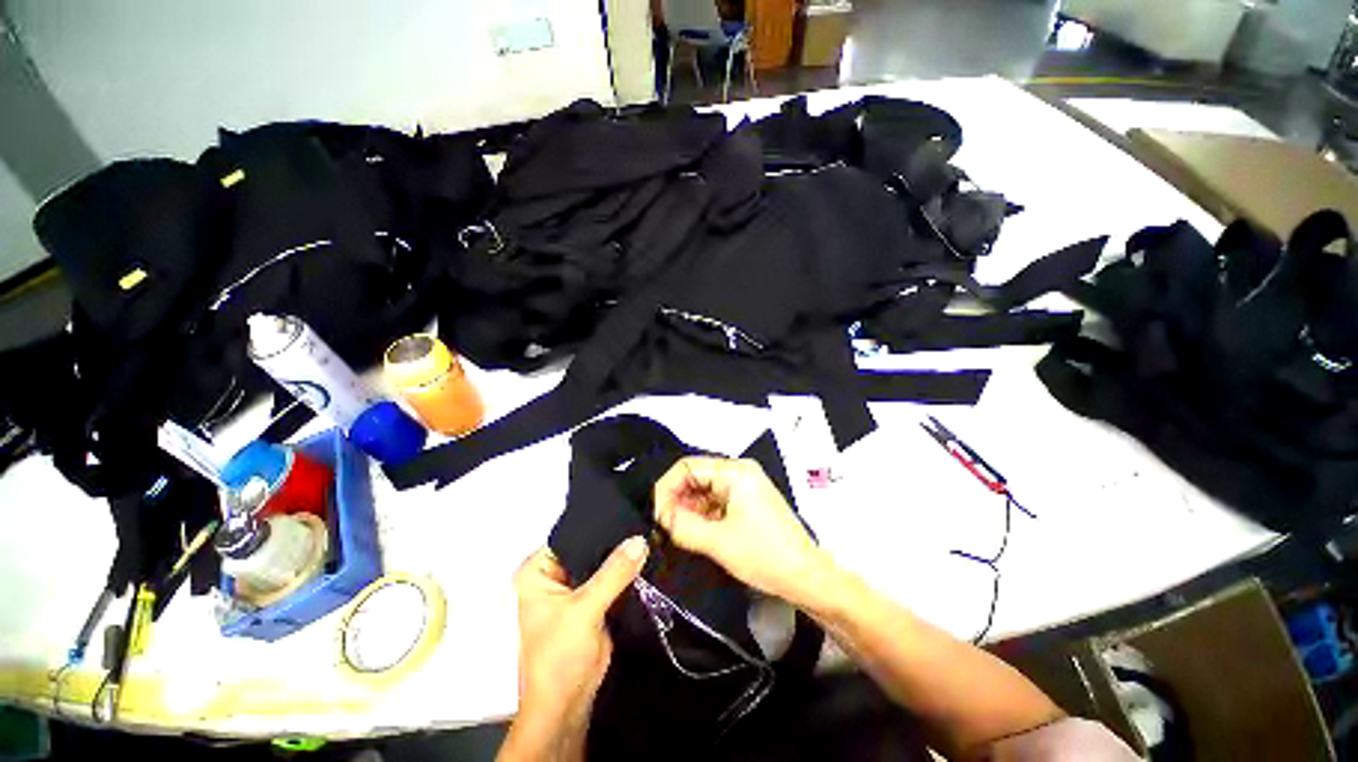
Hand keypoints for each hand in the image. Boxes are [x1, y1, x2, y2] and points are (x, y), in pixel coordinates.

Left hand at [499, 537, 647, 761]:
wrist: (568, 704)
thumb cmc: (559, 655)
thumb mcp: (584, 610)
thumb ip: (613, 573)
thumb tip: (640, 539)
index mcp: (539, 569)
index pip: (572, 534)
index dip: (599, 523)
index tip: (629, 509)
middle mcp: (556, 573)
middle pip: (590, 547)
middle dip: (615, 538)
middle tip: (645, 520)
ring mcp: (576, 586)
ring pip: (604, 562)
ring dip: (624, 556)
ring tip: (651, 533)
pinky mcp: (595, 600)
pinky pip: (614, 577)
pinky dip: (628, 572)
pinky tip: (648, 555)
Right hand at [653, 457, 825, 603]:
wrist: (807, 578)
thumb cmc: (765, 556)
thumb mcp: (718, 542)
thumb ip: (682, 525)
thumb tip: (658, 515)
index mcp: (735, 471)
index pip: (688, 467)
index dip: (666, 488)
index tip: (654, 514)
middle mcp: (739, 471)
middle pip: (696, 476)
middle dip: (676, 499)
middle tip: (662, 525)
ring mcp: (745, 485)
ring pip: (704, 489)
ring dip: (688, 508)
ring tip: (674, 531)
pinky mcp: (747, 500)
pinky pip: (716, 500)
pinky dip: (702, 513)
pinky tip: (692, 531)